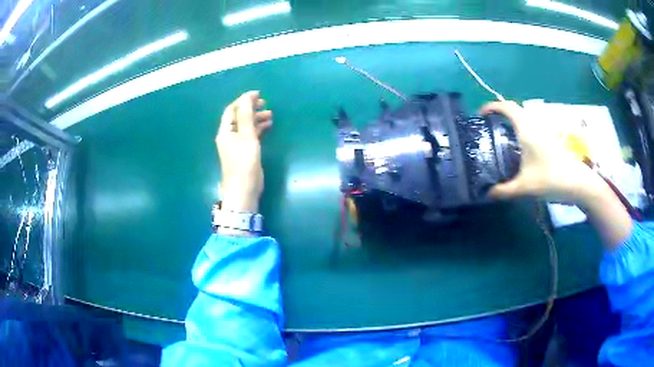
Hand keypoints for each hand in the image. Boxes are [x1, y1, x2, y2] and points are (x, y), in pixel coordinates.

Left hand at [216, 91, 271, 212]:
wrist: (244, 190)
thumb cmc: (244, 163)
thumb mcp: (246, 137)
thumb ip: (246, 116)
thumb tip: (247, 96)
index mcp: (225, 131)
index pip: (232, 110)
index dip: (244, 100)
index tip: (259, 95)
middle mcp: (229, 136)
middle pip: (239, 117)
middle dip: (251, 109)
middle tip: (265, 104)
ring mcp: (237, 145)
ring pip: (246, 126)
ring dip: (256, 118)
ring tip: (270, 115)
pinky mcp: (244, 152)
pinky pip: (250, 135)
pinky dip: (258, 129)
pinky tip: (268, 126)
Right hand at [480, 101, 604, 204]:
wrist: (578, 183)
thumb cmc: (551, 178)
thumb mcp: (525, 187)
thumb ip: (504, 191)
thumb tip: (486, 195)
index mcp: (526, 129)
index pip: (507, 107)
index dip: (492, 106)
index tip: (481, 114)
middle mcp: (534, 126)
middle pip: (515, 111)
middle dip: (500, 115)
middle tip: (489, 128)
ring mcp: (544, 133)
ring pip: (524, 120)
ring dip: (511, 124)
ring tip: (501, 139)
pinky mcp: (549, 141)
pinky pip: (531, 130)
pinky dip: (521, 133)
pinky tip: (519, 151)